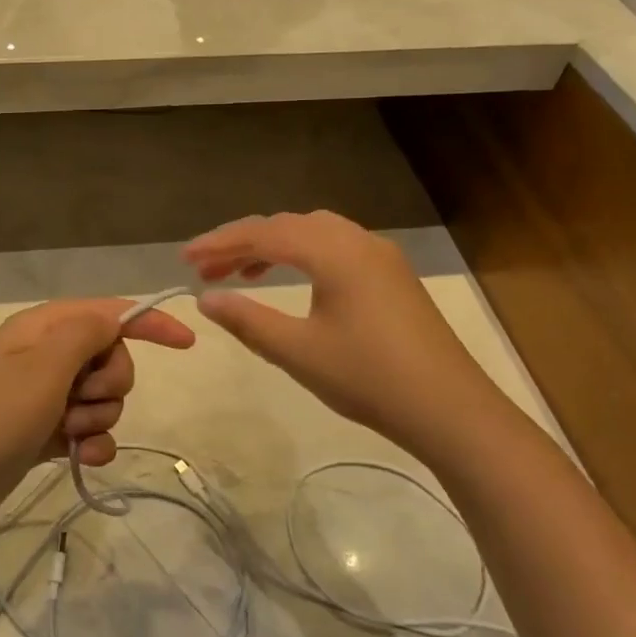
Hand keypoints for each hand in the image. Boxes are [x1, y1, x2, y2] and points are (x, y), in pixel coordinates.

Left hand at [0, 299, 194, 540]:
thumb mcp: (41, 369)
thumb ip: (84, 334)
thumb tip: (112, 316)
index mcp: (41, 329)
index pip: (107, 312)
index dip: (148, 322)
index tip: (186, 344)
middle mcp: (43, 356)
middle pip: (109, 356)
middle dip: (110, 382)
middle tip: (81, 402)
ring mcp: (41, 395)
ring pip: (101, 396)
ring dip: (97, 417)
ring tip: (67, 434)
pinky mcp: (41, 432)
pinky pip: (87, 429)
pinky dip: (91, 443)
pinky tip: (80, 458)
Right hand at [184, 211, 518, 460]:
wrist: (451, 410)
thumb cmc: (369, 378)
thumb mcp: (297, 351)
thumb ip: (247, 319)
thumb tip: (205, 298)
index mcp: (334, 251)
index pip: (264, 233)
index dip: (219, 243)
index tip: (184, 259)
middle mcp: (357, 239)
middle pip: (286, 226)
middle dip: (241, 243)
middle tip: (204, 268)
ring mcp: (379, 255)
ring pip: (312, 233)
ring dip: (272, 247)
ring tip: (239, 273)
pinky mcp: (391, 275)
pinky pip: (334, 247)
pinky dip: (301, 255)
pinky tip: (290, 280)